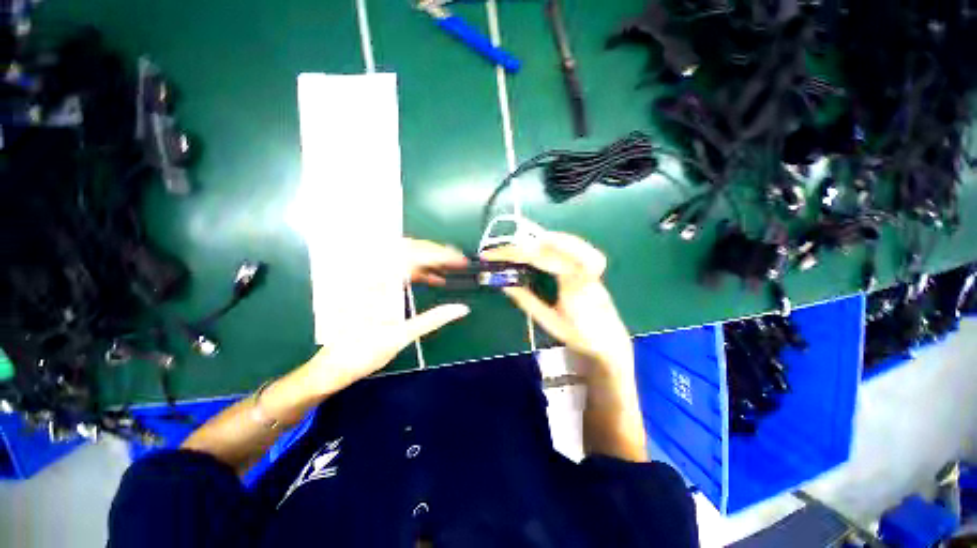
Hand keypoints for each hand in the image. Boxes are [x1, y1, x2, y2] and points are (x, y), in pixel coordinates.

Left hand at [301, 238, 469, 394]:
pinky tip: (432, 279)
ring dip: (428, 260)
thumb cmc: (362, 352)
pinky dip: (418, 270)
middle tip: (457, 261)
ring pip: (404, 256)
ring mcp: (370, 277)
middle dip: (436, 253)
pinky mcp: (373, 283)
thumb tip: (461, 309)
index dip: (440, 255)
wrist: (333, 364)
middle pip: (408, 249)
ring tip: (449, 268)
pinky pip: (398, 268)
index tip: (459, 260)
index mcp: (377, 284)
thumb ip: (433, 319)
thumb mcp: (400, 336)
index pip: (414, 256)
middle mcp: (371, 274)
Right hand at [481, 231, 632, 372]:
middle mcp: (585, 269)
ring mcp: (592, 264)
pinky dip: (555, 240)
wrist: (610, 339)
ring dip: (538, 240)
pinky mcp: (593, 264)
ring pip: (565, 239)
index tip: (492, 255)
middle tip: (501, 251)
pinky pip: (573, 244)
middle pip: (550, 245)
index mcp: (574, 285)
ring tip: (518, 246)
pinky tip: (543, 243)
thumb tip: (504, 283)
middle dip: (521, 246)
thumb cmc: (581, 335)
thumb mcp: (549, 321)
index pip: (539, 259)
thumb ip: (527, 300)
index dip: (513, 254)